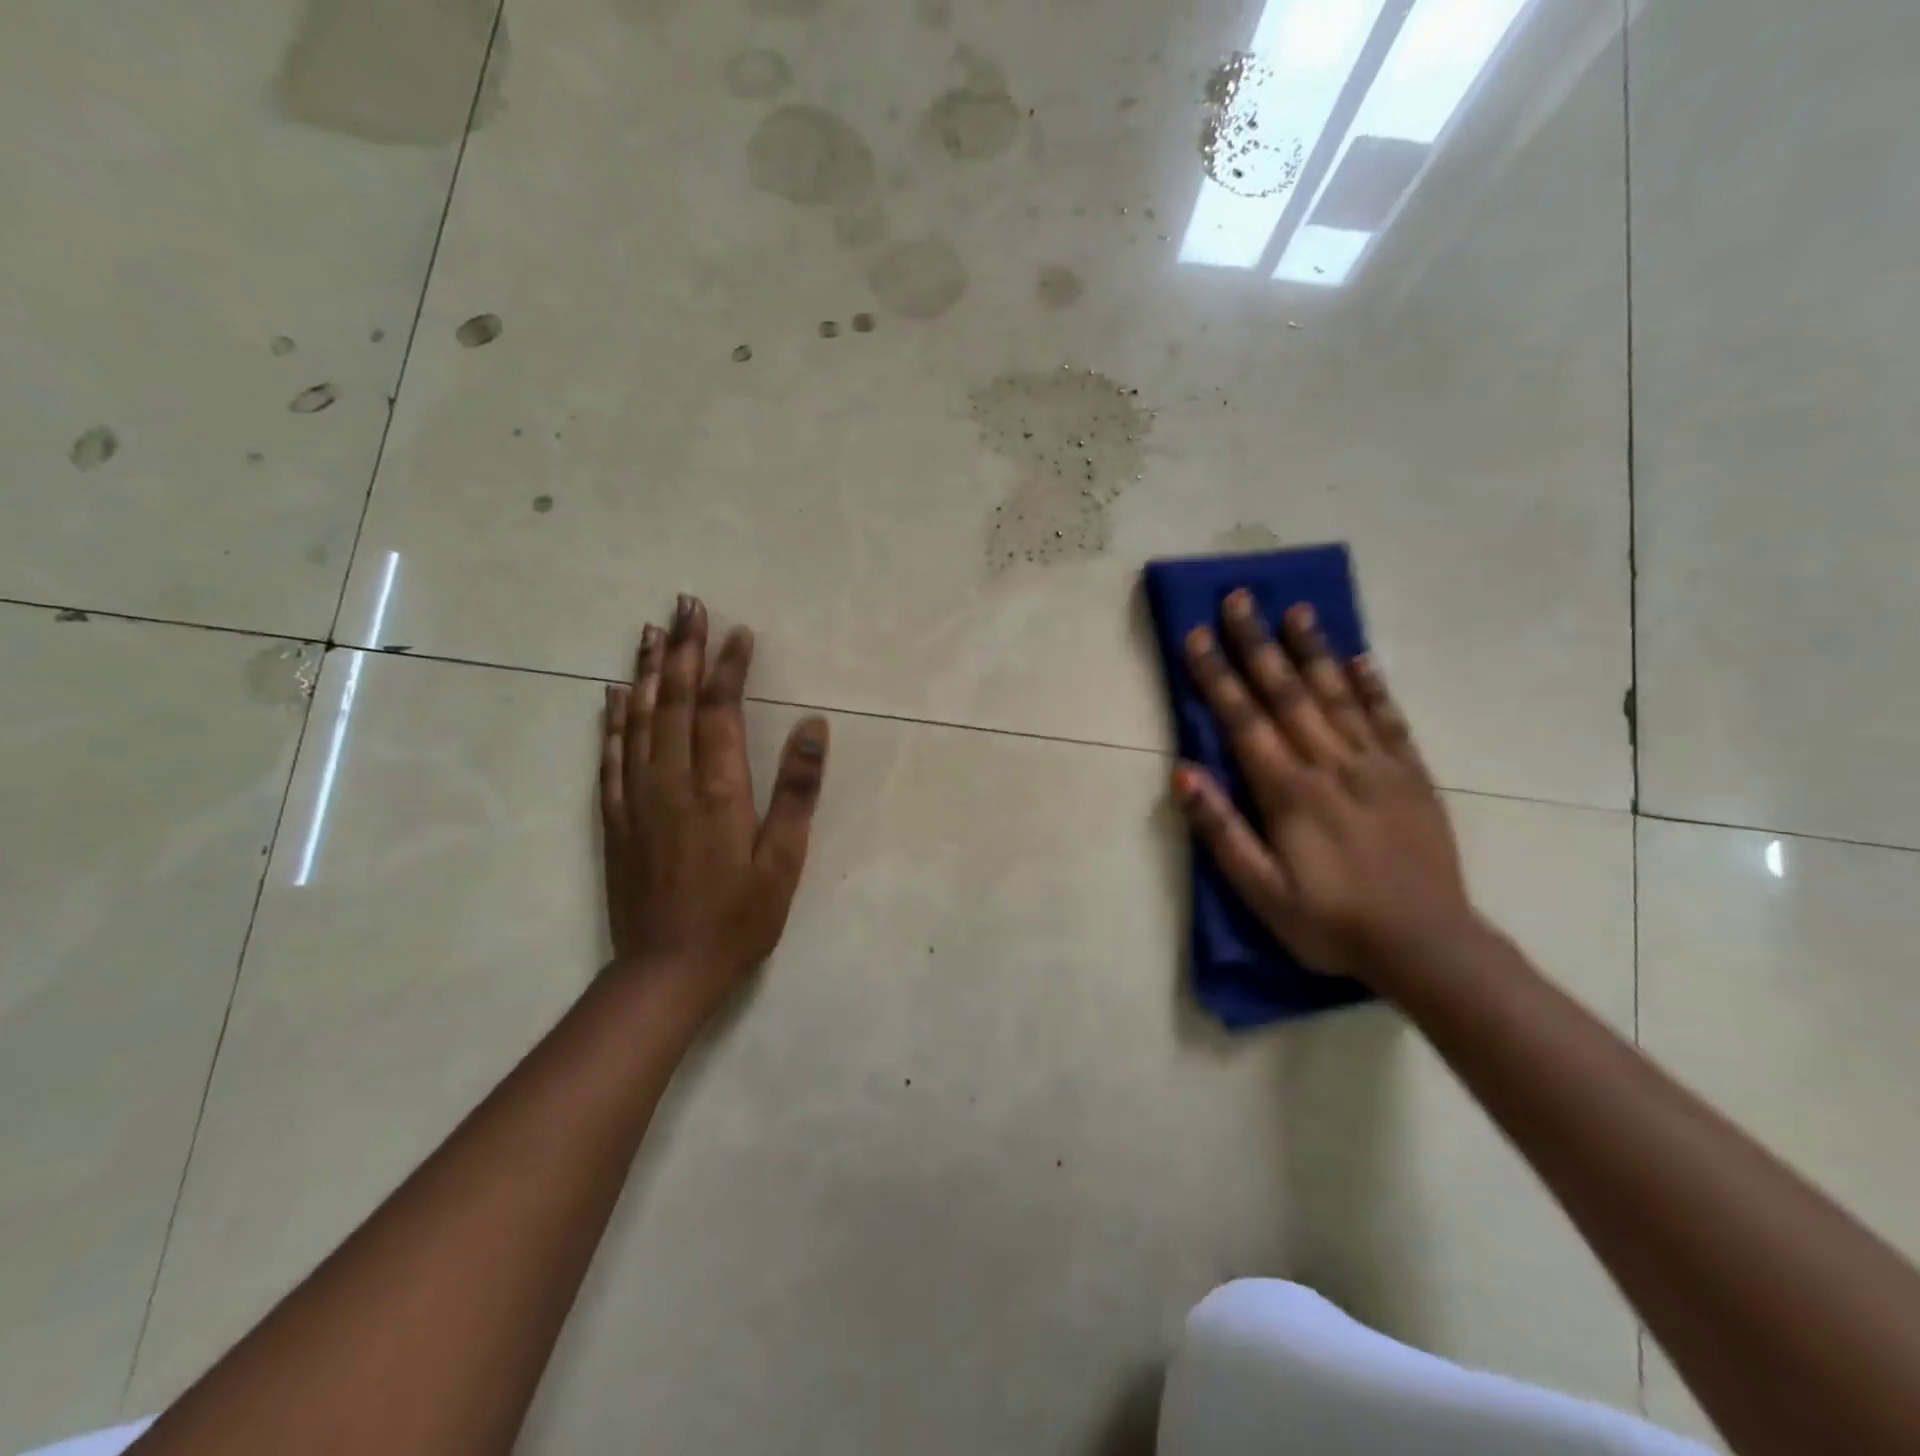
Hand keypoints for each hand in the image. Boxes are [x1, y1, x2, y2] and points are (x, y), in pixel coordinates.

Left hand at [599, 595, 828, 1026]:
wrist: (666, 970)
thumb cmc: (738, 917)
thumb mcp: (784, 861)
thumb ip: (798, 791)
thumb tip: (813, 726)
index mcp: (717, 790)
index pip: (720, 711)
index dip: (729, 668)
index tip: (738, 631)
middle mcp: (671, 781)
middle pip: (675, 702)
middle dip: (685, 649)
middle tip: (687, 604)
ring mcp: (636, 798)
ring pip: (638, 719)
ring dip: (647, 671)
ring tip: (651, 630)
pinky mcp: (616, 818)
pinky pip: (610, 755)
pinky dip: (613, 719)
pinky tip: (614, 694)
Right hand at [1173, 591, 1472, 981]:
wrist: (1427, 946)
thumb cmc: (1330, 923)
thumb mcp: (1261, 891)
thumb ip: (1221, 830)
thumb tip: (1183, 772)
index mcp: (1289, 793)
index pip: (1243, 721)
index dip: (1217, 676)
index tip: (1196, 636)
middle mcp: (1331, 765)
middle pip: (1287, 694)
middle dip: (1258, 644)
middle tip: (1240, 598)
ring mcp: (1377, 766)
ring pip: (1338, 695)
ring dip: (1313, 650)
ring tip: (1296, 610)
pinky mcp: (1411, 775)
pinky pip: (1389, 719)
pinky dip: (1372, 685)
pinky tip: (1358, 658)